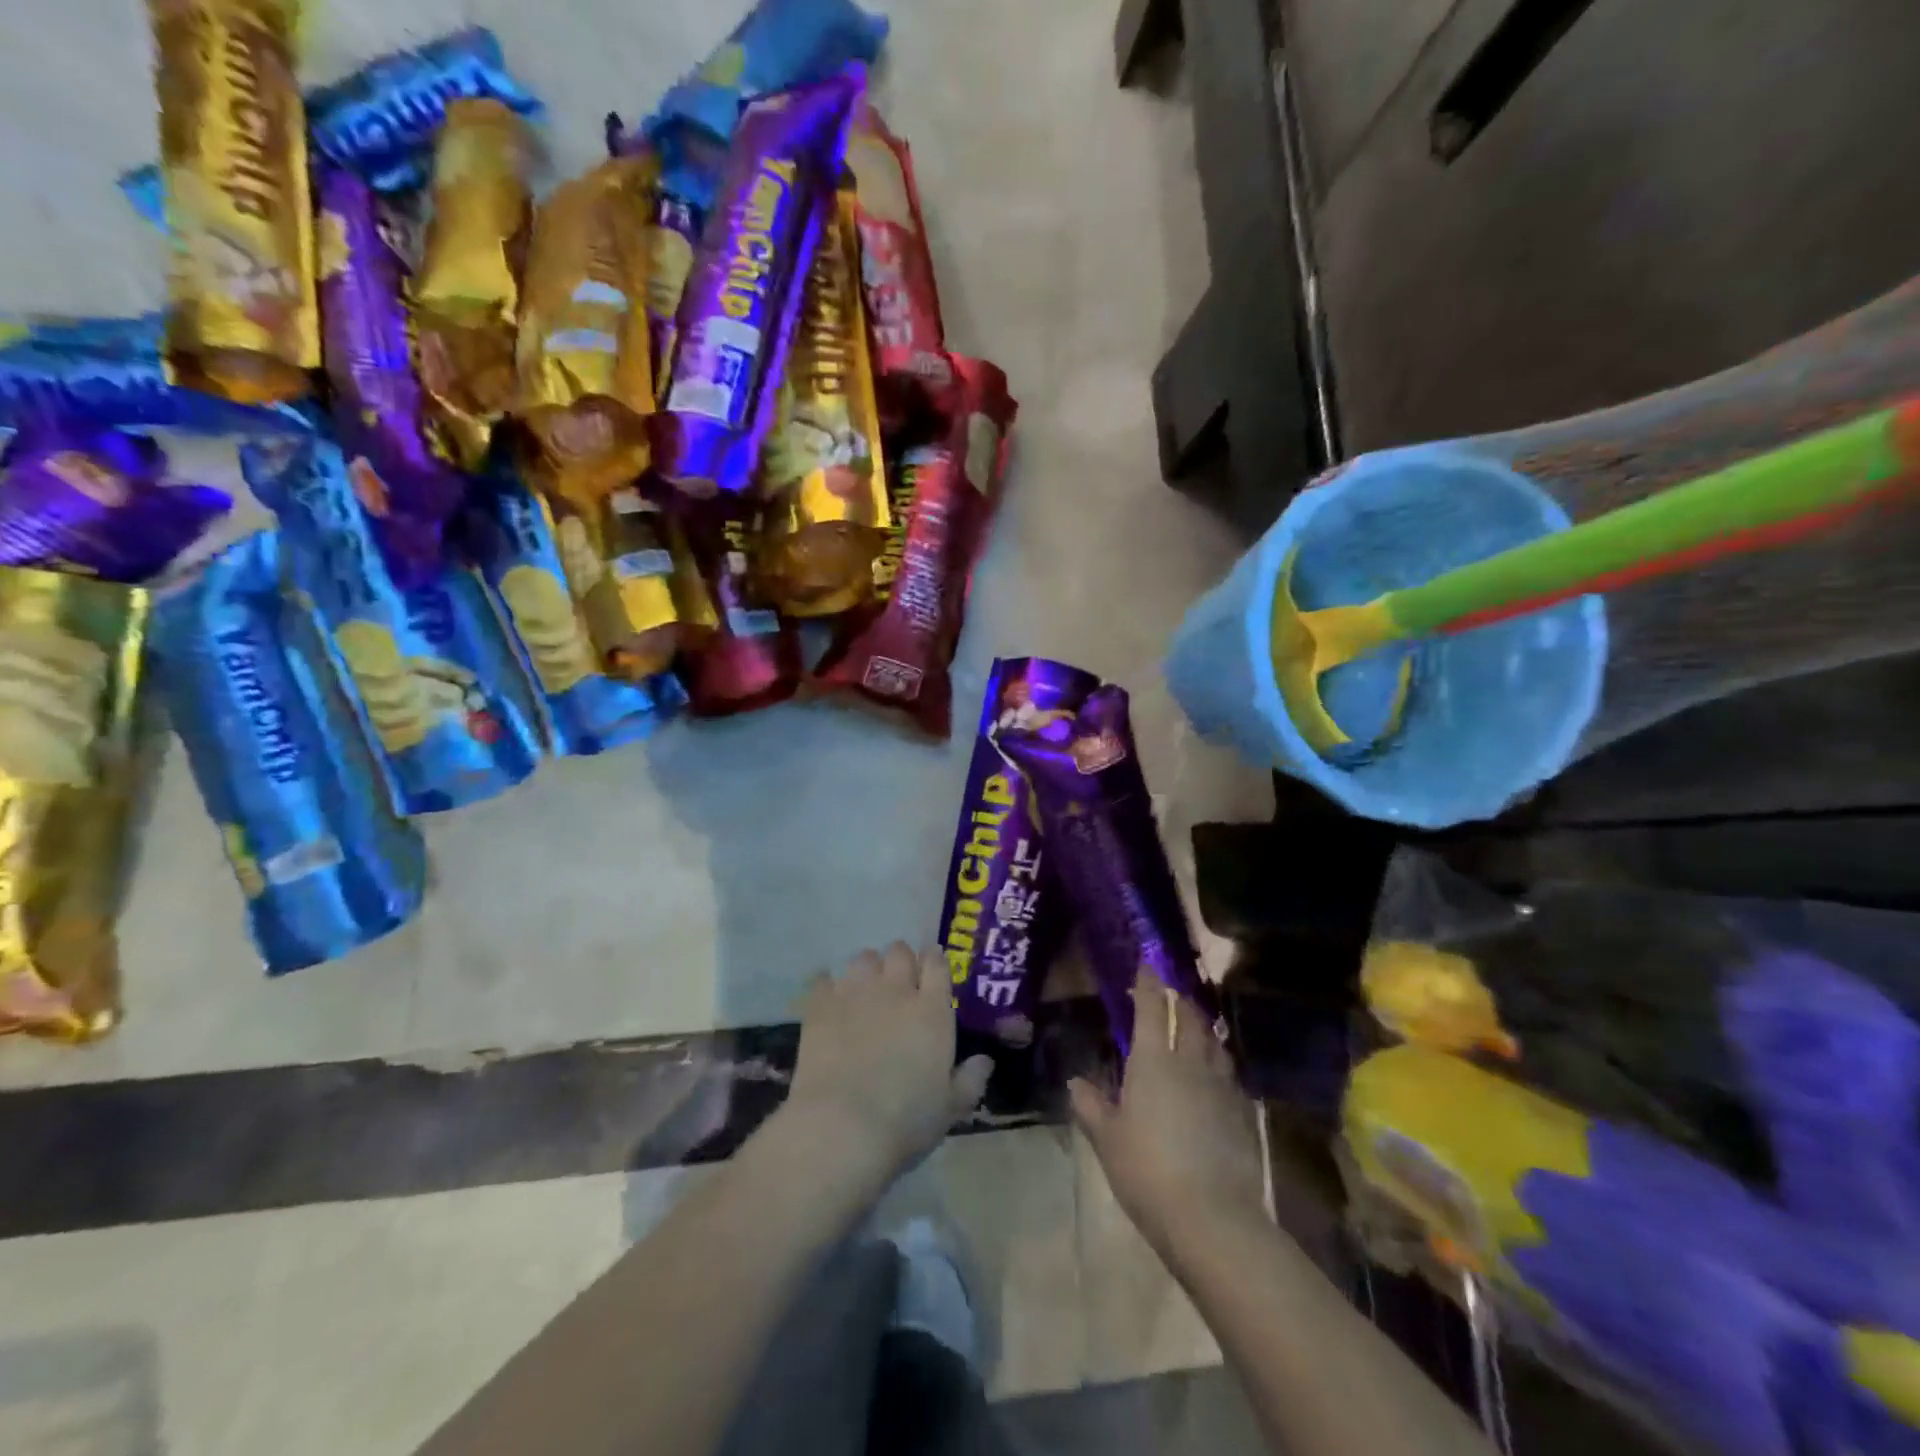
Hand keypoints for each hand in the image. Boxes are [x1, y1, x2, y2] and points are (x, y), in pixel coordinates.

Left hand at [779, 943, 993, 1195]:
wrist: (843, 1126)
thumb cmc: (906, 1120)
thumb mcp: (950, 1108)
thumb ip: (970, 1080)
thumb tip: (986, 1061)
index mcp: (932, 1011)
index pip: (937, 964)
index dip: (934, 961)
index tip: (932, 968)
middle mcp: (896, 990)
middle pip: (899, 951)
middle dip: (900, 961)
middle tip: (898, 983)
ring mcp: (856, 993)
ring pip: (863, 958)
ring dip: (867, 969)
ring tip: (864, 990)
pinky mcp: (820, 1005)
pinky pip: (824, 978)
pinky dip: (828, 986)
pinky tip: (829, 1001)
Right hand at [1071, 971, 1267, 1253]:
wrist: (1212, 1218)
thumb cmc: (1147, 1171)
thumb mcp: (1108, 1140)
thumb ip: (1091, 1107)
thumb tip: (1075, 1082)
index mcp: (1153, 1061)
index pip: (1151, 1008)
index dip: (1148, 983)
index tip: (1146, 964)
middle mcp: (1189, 1062)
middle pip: (1189, 1018)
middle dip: (1179, 1001)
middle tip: (1171, 995)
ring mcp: (1221, 1086)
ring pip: (1214, 1043)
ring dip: (1203, 1028)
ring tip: (1194, 1027)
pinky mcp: (1242, 1112)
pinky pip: (1228, 1074)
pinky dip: (1218, 1063)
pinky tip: (1214, 1075)